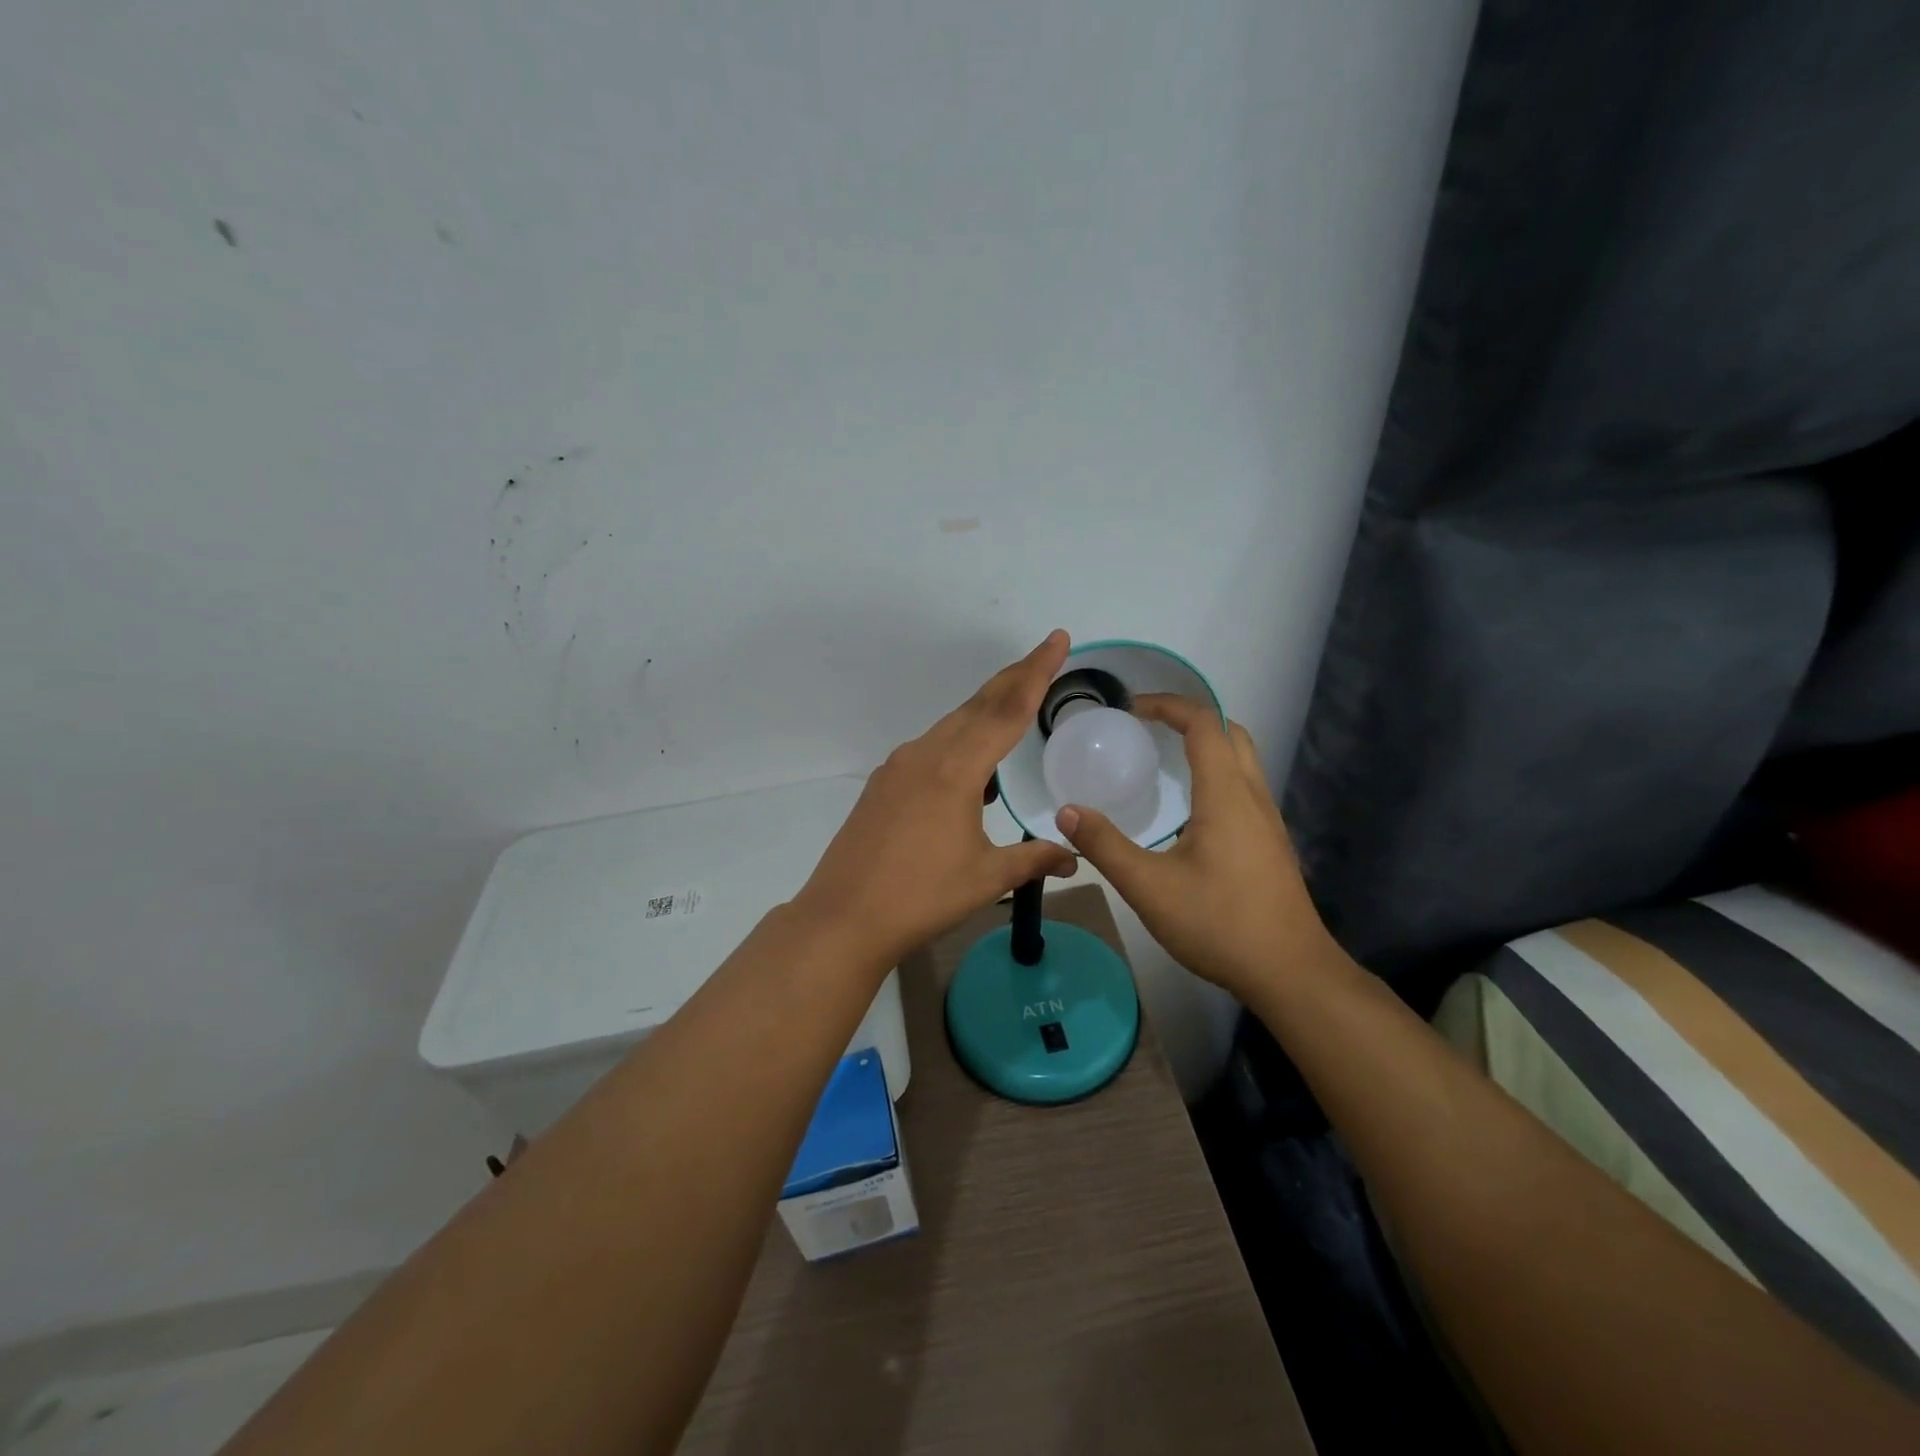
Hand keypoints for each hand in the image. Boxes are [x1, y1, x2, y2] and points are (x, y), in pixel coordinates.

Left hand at [794, 632, 1079, 968]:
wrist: (843, 917)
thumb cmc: (921, 897)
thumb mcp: (986, 878)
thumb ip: (1034, 859)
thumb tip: (1074, 856)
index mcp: (956, 770)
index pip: (1007, 710)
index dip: (1036, 673)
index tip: (1057, 640)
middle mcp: (926, 755)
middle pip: (978, 705)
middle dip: (1014, 678)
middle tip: (1044, 655)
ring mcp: (898, 767)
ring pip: (951, 725)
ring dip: (985, 709)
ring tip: (1014, 702)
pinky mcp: (883, 784)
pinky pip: (930, 747)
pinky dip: (958, 740)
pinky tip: (970, 765)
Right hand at [1054, 695, 1334, 1000]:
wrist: (1290, 972)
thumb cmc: (1219, 923)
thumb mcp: (1148, 887)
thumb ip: (1105, 846)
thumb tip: (1066, 811)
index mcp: (1226, 795)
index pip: (1203, 723)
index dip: (1168, 705)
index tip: (1132, 709)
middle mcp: (1253, 796)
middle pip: (1230, 732)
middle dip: (1190, 718)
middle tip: (1149, 728)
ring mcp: (1268, 821)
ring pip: (1243, 760)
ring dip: (1207, 744)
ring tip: (1164, 759)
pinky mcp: (1271, 843)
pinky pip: (1245, 786)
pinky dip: (1217, 773)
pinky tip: (1190, 809)